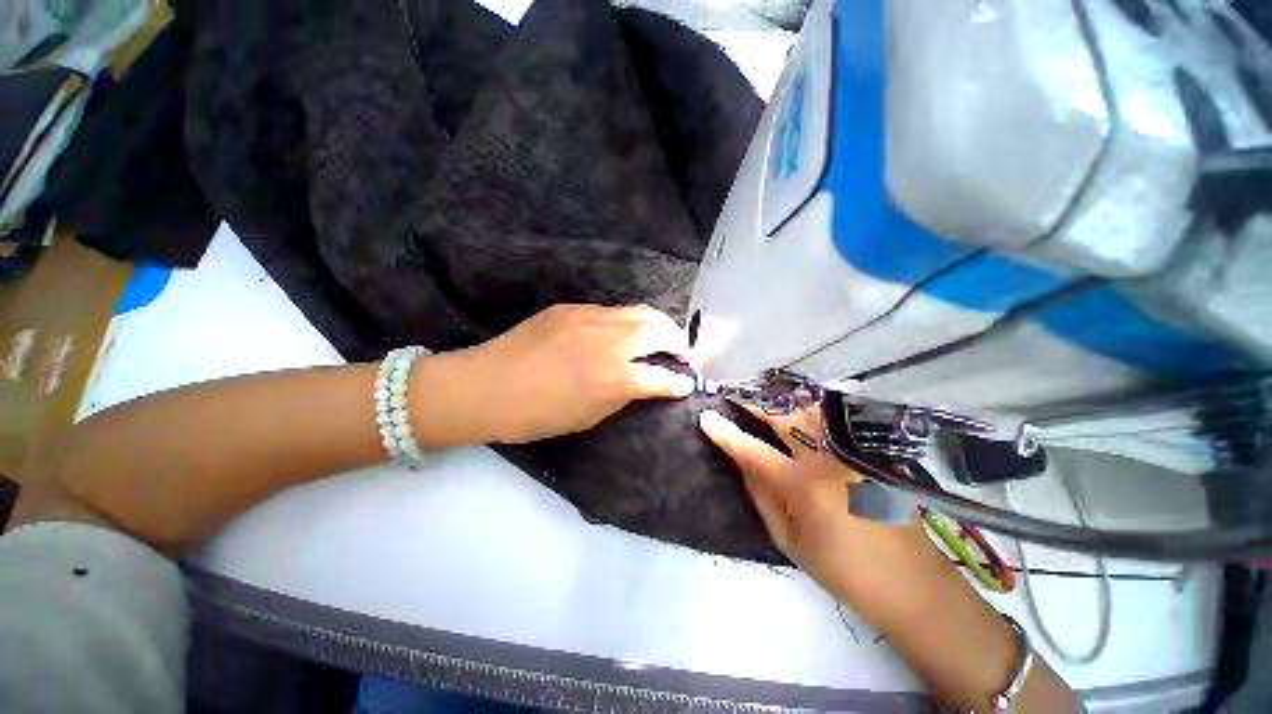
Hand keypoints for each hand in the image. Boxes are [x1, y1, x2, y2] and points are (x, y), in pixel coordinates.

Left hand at [446, 304, 695, 443]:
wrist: (485, 387)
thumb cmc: (537, 415)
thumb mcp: (588, 416)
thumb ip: (622, 396)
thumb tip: (643, 383)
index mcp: (614, 379)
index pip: (661, 377)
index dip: (679, 382)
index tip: (687, 383)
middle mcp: (609, 342)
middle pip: (659, 330)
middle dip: (678, 341)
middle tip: (681, 353)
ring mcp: (589, 318)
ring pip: (637, 312)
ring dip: (656, 325)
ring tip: (660, 337)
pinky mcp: (570, 308)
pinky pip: (611, 311)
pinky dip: (627, 321)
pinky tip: (621, 332)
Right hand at [700, 408, 1082, 711]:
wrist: (911, 585)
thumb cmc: (842, 571)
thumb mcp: (789, 541)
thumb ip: (762, 495)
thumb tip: (743, 462)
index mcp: (804, 487)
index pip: (754, 451)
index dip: (726, 434)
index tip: (706, 418)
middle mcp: (829, 460)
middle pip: (784, 418)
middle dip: (754, 403)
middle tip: (733, 394)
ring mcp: (853, 453)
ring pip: (811, 412)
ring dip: (782, 402)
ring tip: (762, 399)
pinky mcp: (869, 454)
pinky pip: (831, 424)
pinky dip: (808, 411)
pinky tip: (797, 411)